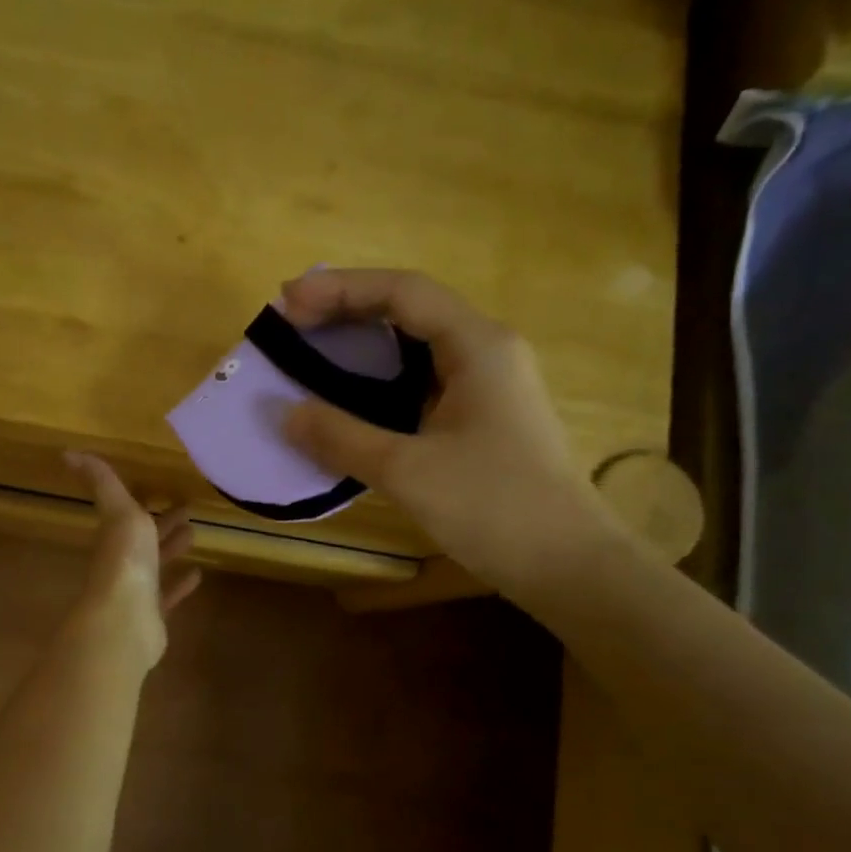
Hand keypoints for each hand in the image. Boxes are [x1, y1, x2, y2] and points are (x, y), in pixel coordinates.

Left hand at [64, 452, 201, 670]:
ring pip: (156, 565)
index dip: (146, 501)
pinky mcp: (151, 615)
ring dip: (172, 549)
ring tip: (195, 534)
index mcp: (115, 536)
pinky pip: (167, 595)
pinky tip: (197, 575)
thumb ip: (102, 482)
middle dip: (163, 523)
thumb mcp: (118, 511)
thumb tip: (67, 452)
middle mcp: (122, 561)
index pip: (129, 514)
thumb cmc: (125, 560)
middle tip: (188, 509)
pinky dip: (180, 585)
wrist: (126, 619)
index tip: (166, 490)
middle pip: (144, 539)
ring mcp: (136, 590)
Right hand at [278, 268, 623, 605]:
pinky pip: (421, 381)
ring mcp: (487, 385)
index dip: (340, 288)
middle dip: (347, 310)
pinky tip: (350, 399)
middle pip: (409, 309)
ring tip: (311, 351)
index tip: (287, 302)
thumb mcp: (407, 471)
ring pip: (415, 346)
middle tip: (291, 324)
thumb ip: (342, 437)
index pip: (402, 291)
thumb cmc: (493, 507)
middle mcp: (486, 351)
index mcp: (477, 346)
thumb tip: (283, 414)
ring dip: (362, 344)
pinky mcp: (482, 416)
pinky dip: (379, 381)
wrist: (566, 563)